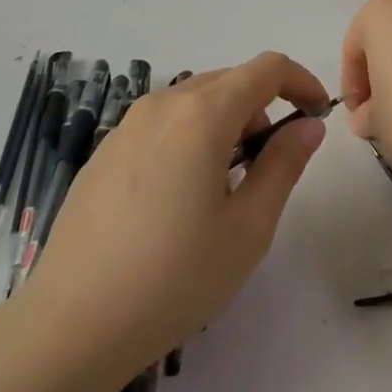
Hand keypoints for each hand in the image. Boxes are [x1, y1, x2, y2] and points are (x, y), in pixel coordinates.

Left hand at [22, 53, 330, 381]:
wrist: (73, 322)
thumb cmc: (175, 277)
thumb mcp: (248, 227)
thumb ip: (283, 165)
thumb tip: (308, 125)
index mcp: (202, 114)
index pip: (266, 68)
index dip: (301, 81)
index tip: (318, 114)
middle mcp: (162, 104)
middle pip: (228, 80)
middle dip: (263, 107)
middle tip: (272, 163)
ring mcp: (127, 125)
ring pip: (193, 102)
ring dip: (226, 123)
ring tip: (227, 186)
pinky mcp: (105, 151)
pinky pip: (162, 124)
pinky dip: (190, 138)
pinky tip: (180, 198)